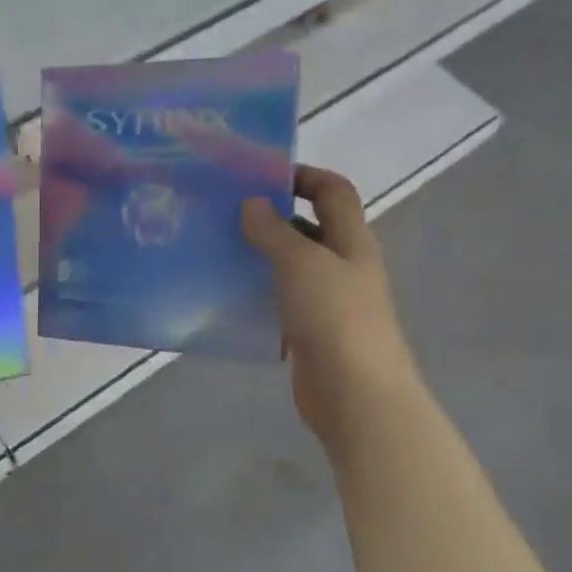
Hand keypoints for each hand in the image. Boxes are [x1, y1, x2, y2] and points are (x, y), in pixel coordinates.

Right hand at [242, 166, 419, 450]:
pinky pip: (279, 301)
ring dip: (259, 256)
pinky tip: (225, 294)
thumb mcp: (302, 264)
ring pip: (290, 266)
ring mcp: (327, 302)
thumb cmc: (335, 318)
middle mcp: (342, 266)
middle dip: (271, 216)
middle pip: (309, 227)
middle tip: (224, 212)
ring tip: (216, 249)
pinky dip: (256, 293)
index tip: (259, 176)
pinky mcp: (309, 332)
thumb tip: (253, 203)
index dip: (303, 175)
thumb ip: (274, 232)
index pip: (334, 191)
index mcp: (351, 242)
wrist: (356, 395)